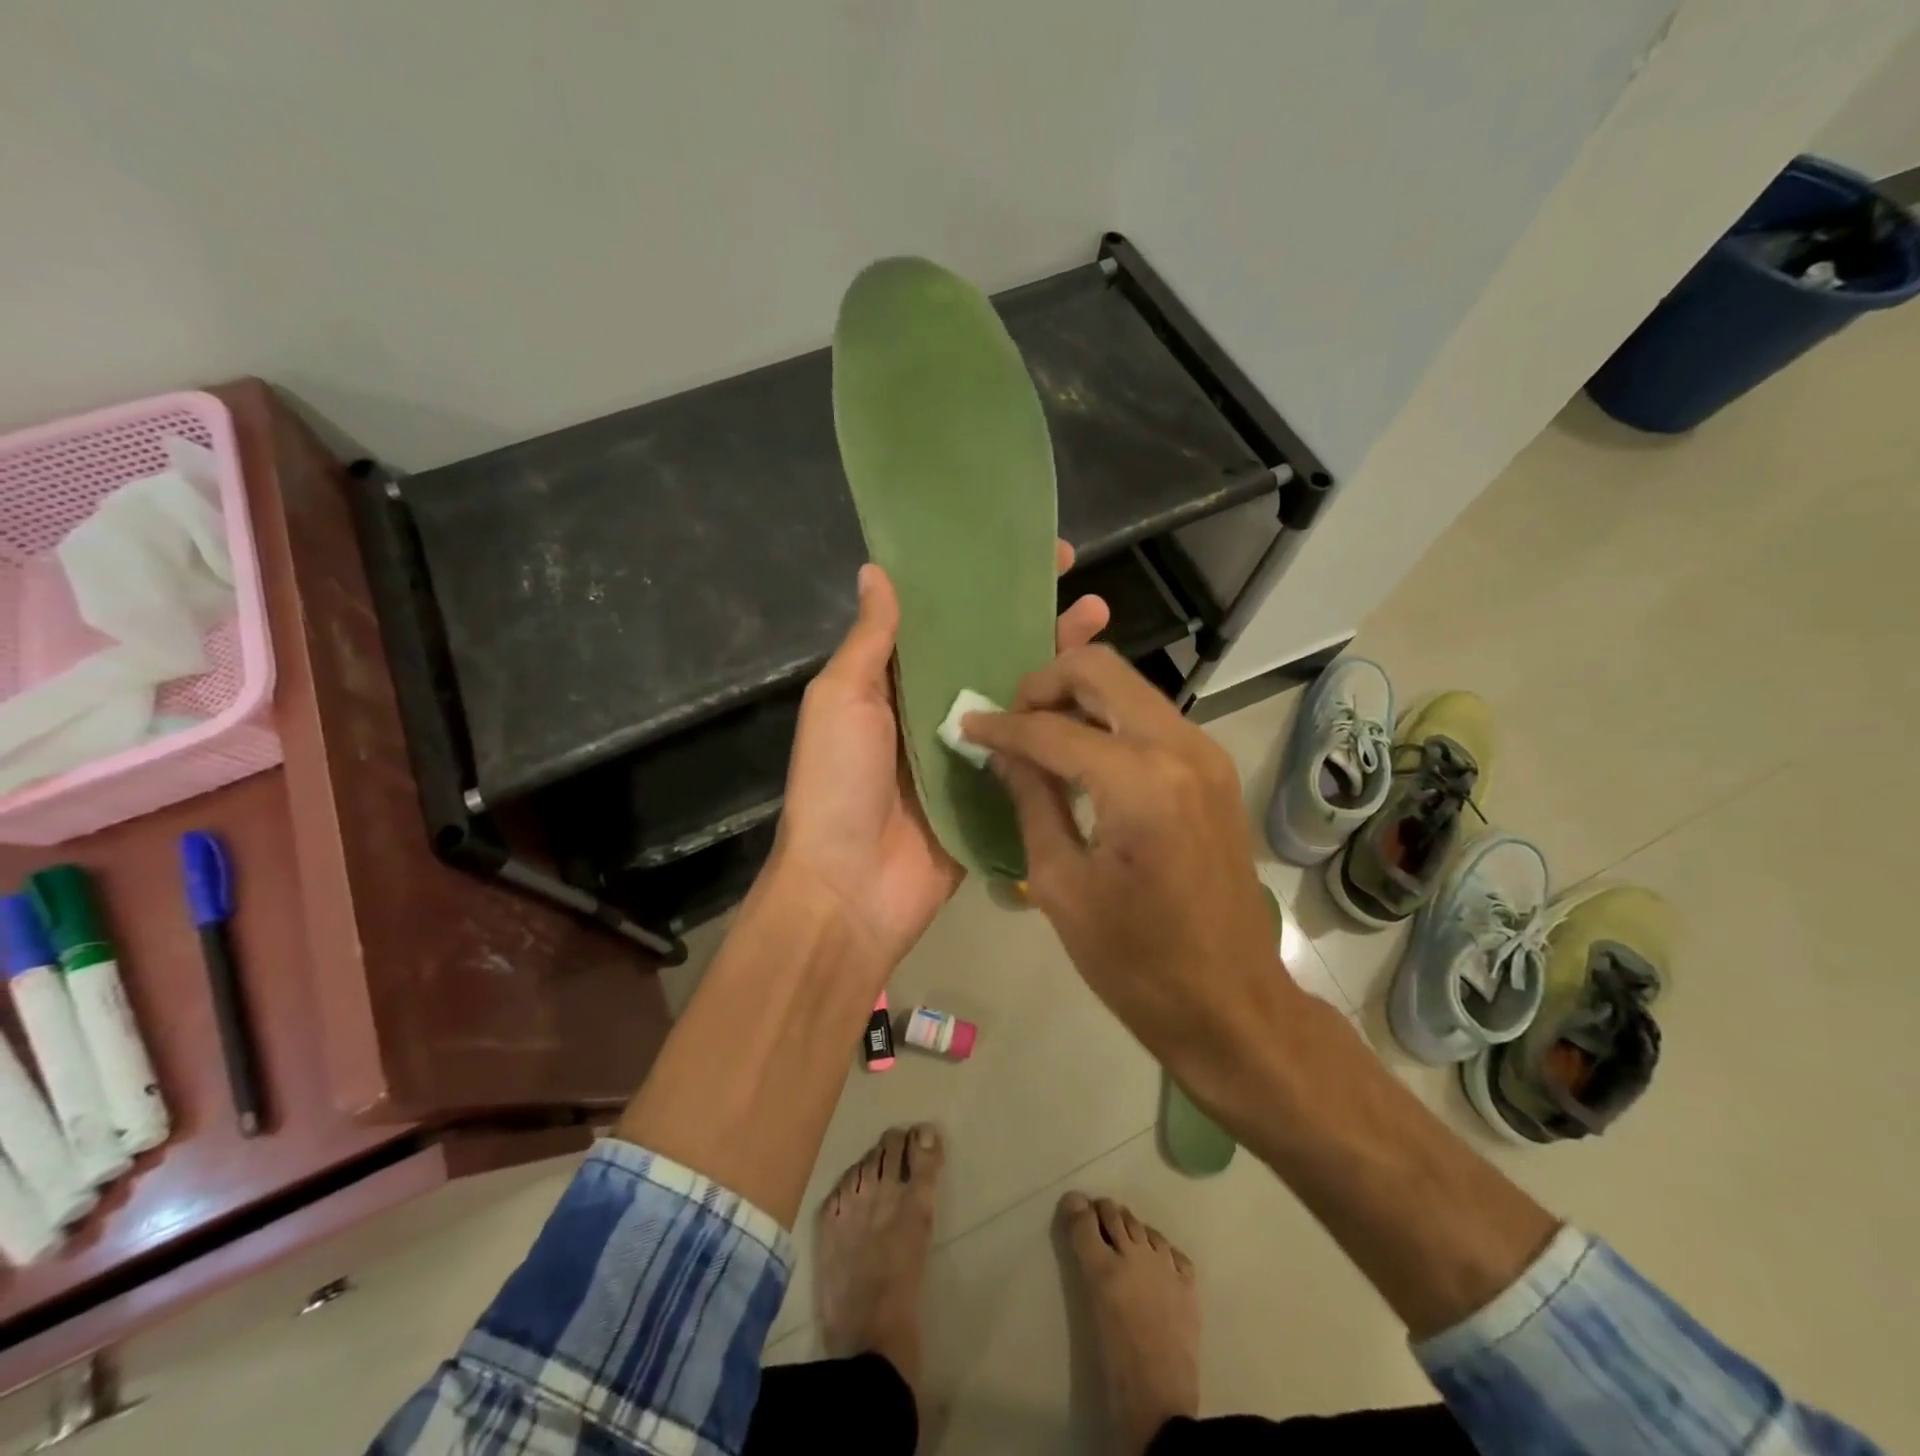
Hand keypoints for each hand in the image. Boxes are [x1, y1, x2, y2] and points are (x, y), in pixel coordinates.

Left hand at [770, 542, 1108, 974]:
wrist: (851, 888)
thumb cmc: (839, 784)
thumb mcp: (842, 700)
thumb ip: (870, 641)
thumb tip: (878, 570)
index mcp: (894, 683)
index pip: (945, 621)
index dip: (981, 587)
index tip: (1025, 555)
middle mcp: (934, 711)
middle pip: (991, 655)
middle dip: (1035, 621)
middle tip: (1085, 592)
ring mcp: (969, 754)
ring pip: (1019, 699)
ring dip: (1057, 666)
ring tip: (1103, 628)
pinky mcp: (994, 793)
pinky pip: (1030, 753)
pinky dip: (1060, 728)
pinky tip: (1099, 701)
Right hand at [960, 646, 1294, 1081]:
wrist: (1231, 1002)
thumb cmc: (1136, 961)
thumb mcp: (1062, 885)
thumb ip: (1031, 802)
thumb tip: (1004, 753)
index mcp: (1139, 782)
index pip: (1052, 728)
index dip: (1002, 726)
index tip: (967, 727)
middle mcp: (1180, 748)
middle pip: (1101, 670)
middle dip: (1045, 683)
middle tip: (1012, 722)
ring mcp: (1206, 754)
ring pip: (1129, 687)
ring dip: (1078, 698)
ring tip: (1039, 739)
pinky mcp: (1214, 770)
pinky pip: (1150, 718)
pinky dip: (1108, 721)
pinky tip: (1081, 758)